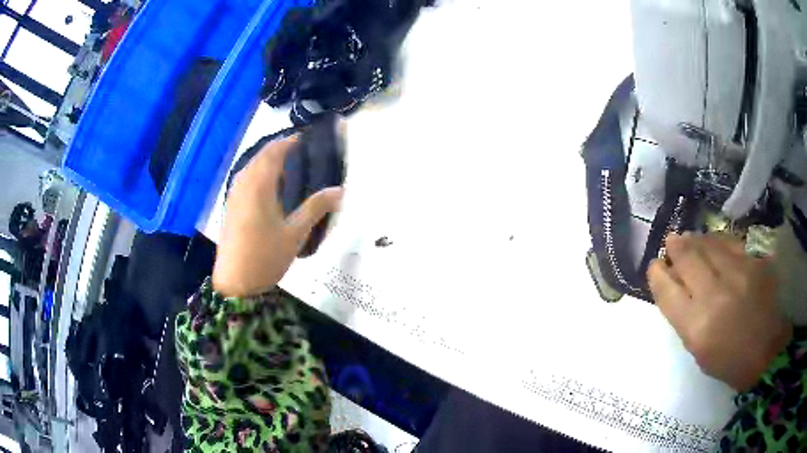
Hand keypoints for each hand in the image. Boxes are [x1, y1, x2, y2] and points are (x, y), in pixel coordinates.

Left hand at [212, 135, 342, 297]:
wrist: (234, 282)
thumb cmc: (266, 257)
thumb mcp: (295, 233)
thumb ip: (316, 208)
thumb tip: (340, 191)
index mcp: (260, 185)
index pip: (275, 152)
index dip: (290, 141)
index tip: (306, 138)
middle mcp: (244, 184)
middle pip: (261, 156)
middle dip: (279, 148)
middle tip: (300, 149)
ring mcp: (234, 195)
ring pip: (250, 166)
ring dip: (267, 160)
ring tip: (286, 165)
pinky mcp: (230, 206)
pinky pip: (244, 178)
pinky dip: (257, 172)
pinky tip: (267, 186)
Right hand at [648, 233, 791, 391]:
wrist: (766, 352)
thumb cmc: (728, 361)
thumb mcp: (698, 349)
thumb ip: (683, 315)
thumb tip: (672, 283)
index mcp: (696, 326)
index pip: (667, 289)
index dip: (657, 273)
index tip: (655, 265)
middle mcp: (716, 295)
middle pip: (687, 258)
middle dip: (675, 247)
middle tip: (671, 242)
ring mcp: (738, 273)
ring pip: (709, 243)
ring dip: (695, 240)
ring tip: (691, 240)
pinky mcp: (754, 261)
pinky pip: (730, 242)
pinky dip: (718, 241)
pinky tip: (714, 242)